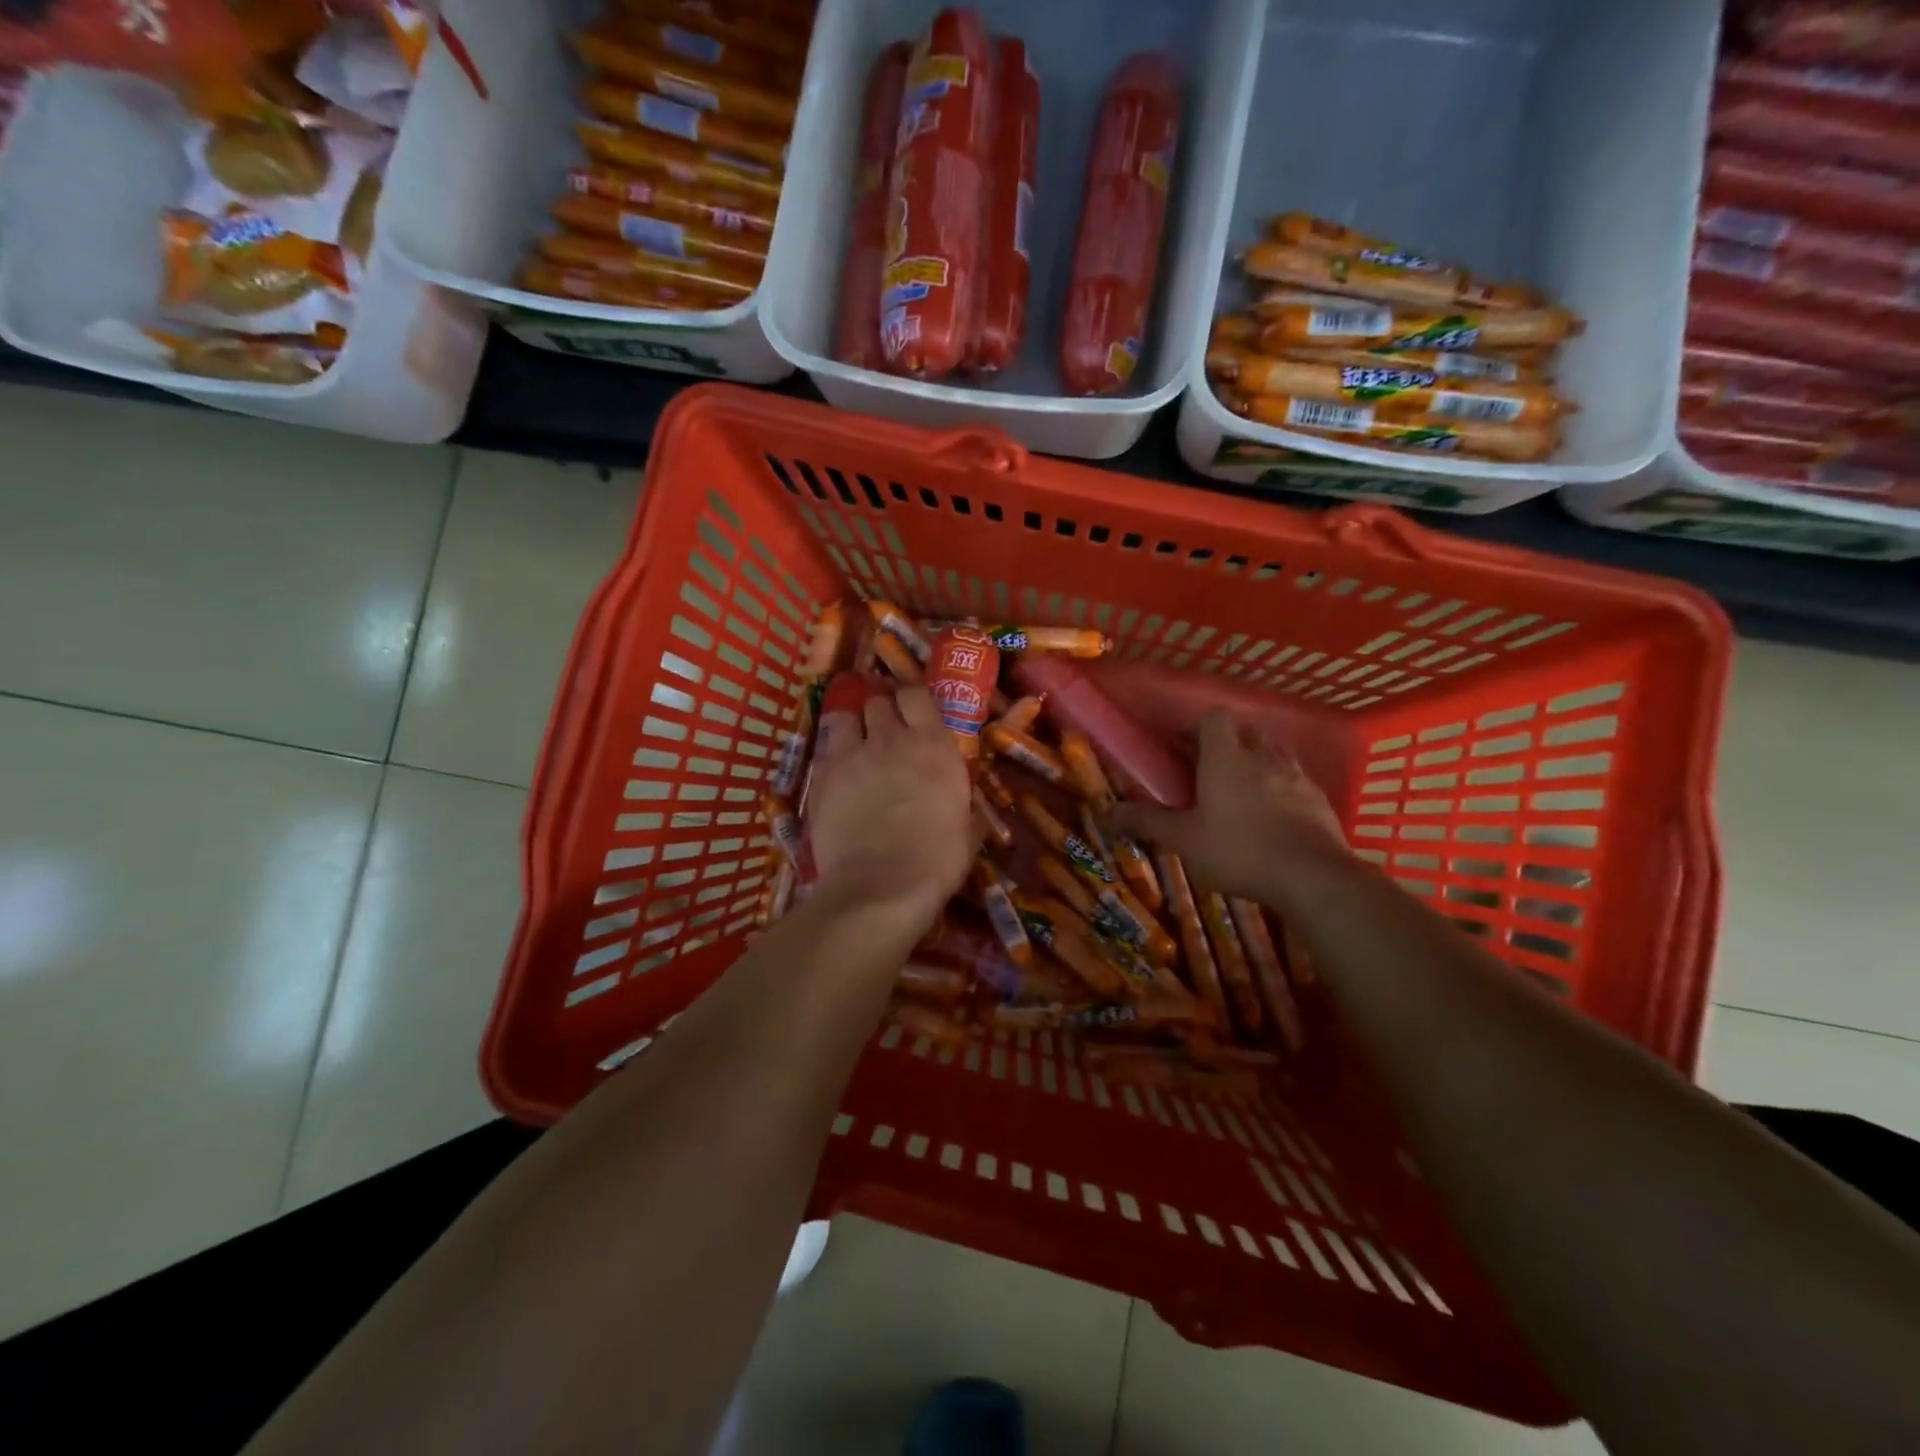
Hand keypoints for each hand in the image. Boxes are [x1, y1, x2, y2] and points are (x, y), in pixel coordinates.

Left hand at [805, 685, 972, 933]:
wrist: (880, 886)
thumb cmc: (936, 860)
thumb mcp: (968, 833)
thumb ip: (967, 810)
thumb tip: (969, 810)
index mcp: (934, 745)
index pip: (917, 694)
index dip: (913, 699)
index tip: (914, 712)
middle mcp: (891, 739)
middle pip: (878, 701)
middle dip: (882, 712)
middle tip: (886, 734)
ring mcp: (852, 755)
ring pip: (845, 716)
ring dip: (853, 726)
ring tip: (857, 745)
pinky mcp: (822, 776)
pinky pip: (825, 749)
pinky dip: (833, 756)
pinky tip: (839, 776)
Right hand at [1112, 710, 1347, 902]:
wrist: (1312, 876)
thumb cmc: (1239, 850)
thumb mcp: (1184, 840)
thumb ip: (1148, 822)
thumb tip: (1109, 812)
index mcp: (1226, 757)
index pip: (1214, 718)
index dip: (1197, 727)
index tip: (1183, 747)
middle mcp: (1263, 756)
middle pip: (1245, 732)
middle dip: (1227, 744)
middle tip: (1209, 770)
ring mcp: (1296, 776)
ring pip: (1273, 754)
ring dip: (1256, 763)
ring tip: (1241, 791)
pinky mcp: (1319, 799)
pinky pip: (1295, 780)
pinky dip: (1281, 788)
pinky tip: (1273, 816)